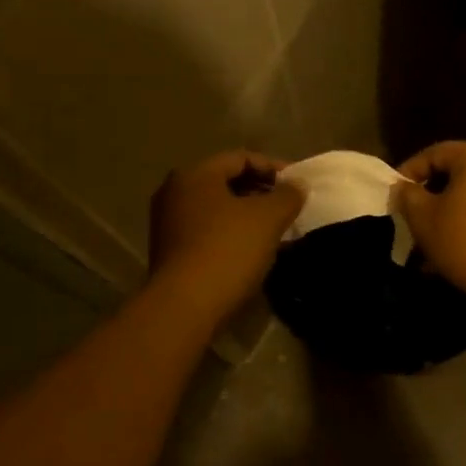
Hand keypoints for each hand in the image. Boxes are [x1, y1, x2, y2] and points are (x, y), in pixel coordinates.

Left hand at [148, 151, 304, 327]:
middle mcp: (174, 192)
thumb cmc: (228, 250)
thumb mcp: (268, 218)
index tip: (298, 185)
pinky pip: (207, 231)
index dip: (273, 167)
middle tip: (288, 207)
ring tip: (275, 230)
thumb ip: (287, 195)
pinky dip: (231, 234)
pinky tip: (252, 251)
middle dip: (260, 192)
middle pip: (226, 182)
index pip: (240, 158)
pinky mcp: (169, 252)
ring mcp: (167, 223)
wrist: (185, 307)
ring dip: (247, 215)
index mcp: (195, 174)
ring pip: (217, 209)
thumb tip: (297, 185)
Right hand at [393, 141, 465, 313]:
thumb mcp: (423, 218)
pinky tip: (455, 245)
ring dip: (449, 210)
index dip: (408, 172)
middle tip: (410, 216)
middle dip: (430, 194)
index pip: (434, 154)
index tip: (393, 195)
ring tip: (429, 238)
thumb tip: (403, 188)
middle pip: (456, 171)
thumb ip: (407, 195)